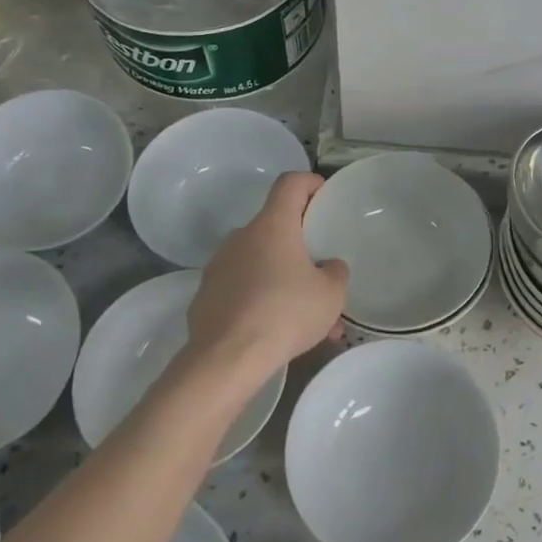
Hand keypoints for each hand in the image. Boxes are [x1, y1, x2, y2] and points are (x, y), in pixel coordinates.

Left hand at [184, 172, 347, 396]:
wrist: (226, 358)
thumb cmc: (285, 313)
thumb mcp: (331, 294)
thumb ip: (335, 271)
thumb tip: (327, 266)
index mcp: (273, 225)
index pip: (290, 183)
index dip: (310, 183)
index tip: (325, 197)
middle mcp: (242, 237)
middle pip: (275, 227)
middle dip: (301, 246)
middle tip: (322, 272)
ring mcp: (219, 266)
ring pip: (260, 263)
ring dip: (284, 280)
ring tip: (307, 317)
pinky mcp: (206, 296)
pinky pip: (242, 289)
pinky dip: (261, 301)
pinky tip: (276, 333)